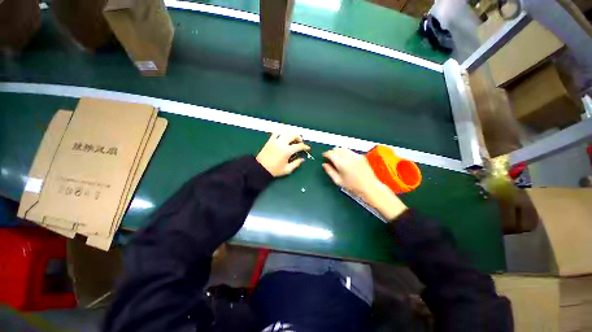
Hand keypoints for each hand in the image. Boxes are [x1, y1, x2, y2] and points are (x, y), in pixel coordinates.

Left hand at [256, 132, 310, 176]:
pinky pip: (276, 132)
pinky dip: (282, 132)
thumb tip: (302, 159)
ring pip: (285, 132)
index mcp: (287, 151)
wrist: (260, 168)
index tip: (308, 148)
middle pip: (293, 135)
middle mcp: (282, 143)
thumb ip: (296, 164)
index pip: (299, 146)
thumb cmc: (274, 170)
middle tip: (300, 141)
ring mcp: (275, 140)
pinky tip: (284, 135)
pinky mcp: (270, 140)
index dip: (305, 146)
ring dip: (291, 133)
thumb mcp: (287, 169)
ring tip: (293, 137)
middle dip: (299, 137)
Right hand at [322, 147, 382, 197]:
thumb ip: (329, 171)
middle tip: (330, 156)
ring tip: (337, 157)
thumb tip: (325, 165)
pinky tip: (345, 159)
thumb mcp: (338, 181)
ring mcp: (356, 156)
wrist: (369, 187)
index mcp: (342, 164)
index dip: (326, 154)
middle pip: (337, 149)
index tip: (324, 155)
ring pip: (344, 148)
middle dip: (332, 151)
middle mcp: (349, 158)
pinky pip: (350, 151)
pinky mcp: (361, 156)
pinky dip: (346, 153)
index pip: (331, 154)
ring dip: (339, 151)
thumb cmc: (355, 186)